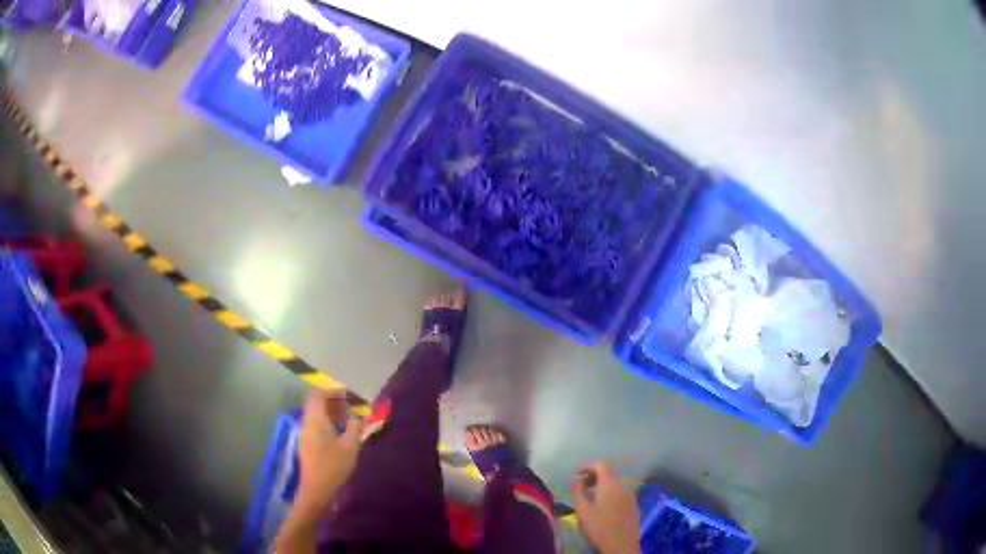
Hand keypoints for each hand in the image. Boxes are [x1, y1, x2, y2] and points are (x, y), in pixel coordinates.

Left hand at [296, 392, 363, 512]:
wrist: (316, 489)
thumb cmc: (334, 466)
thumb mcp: (350, 446)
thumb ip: (355, 427)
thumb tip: (358, 415)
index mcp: (315, 419)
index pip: (318, 395)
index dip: (332, 391)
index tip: (347, 395)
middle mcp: (307, 422)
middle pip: (315, 403)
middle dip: (331, 401)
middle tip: (348, 406)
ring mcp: (304, 432)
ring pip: (314, 413)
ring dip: (329, 411)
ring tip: (346, 419)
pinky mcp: (306, 442)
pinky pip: (314, 423)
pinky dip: (325, 421)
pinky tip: (338, 433)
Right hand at [571, 462, 640, 553]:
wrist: (621, 545)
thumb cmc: (599, 527)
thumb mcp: (582, 510)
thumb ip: (578, 491)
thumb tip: (576, 479)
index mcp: (610, 484)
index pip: (601, 465)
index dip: (588, 465)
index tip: (577, 472)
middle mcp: (623, 486)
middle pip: (609, 473)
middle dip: (594, 476)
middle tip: (581, 485)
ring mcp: (631, 496)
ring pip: (616, 484)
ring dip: (602, 486)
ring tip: (590, 496)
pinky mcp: (634, 506)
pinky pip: (621, 493)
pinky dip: (611, 494)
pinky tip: (604, 507)